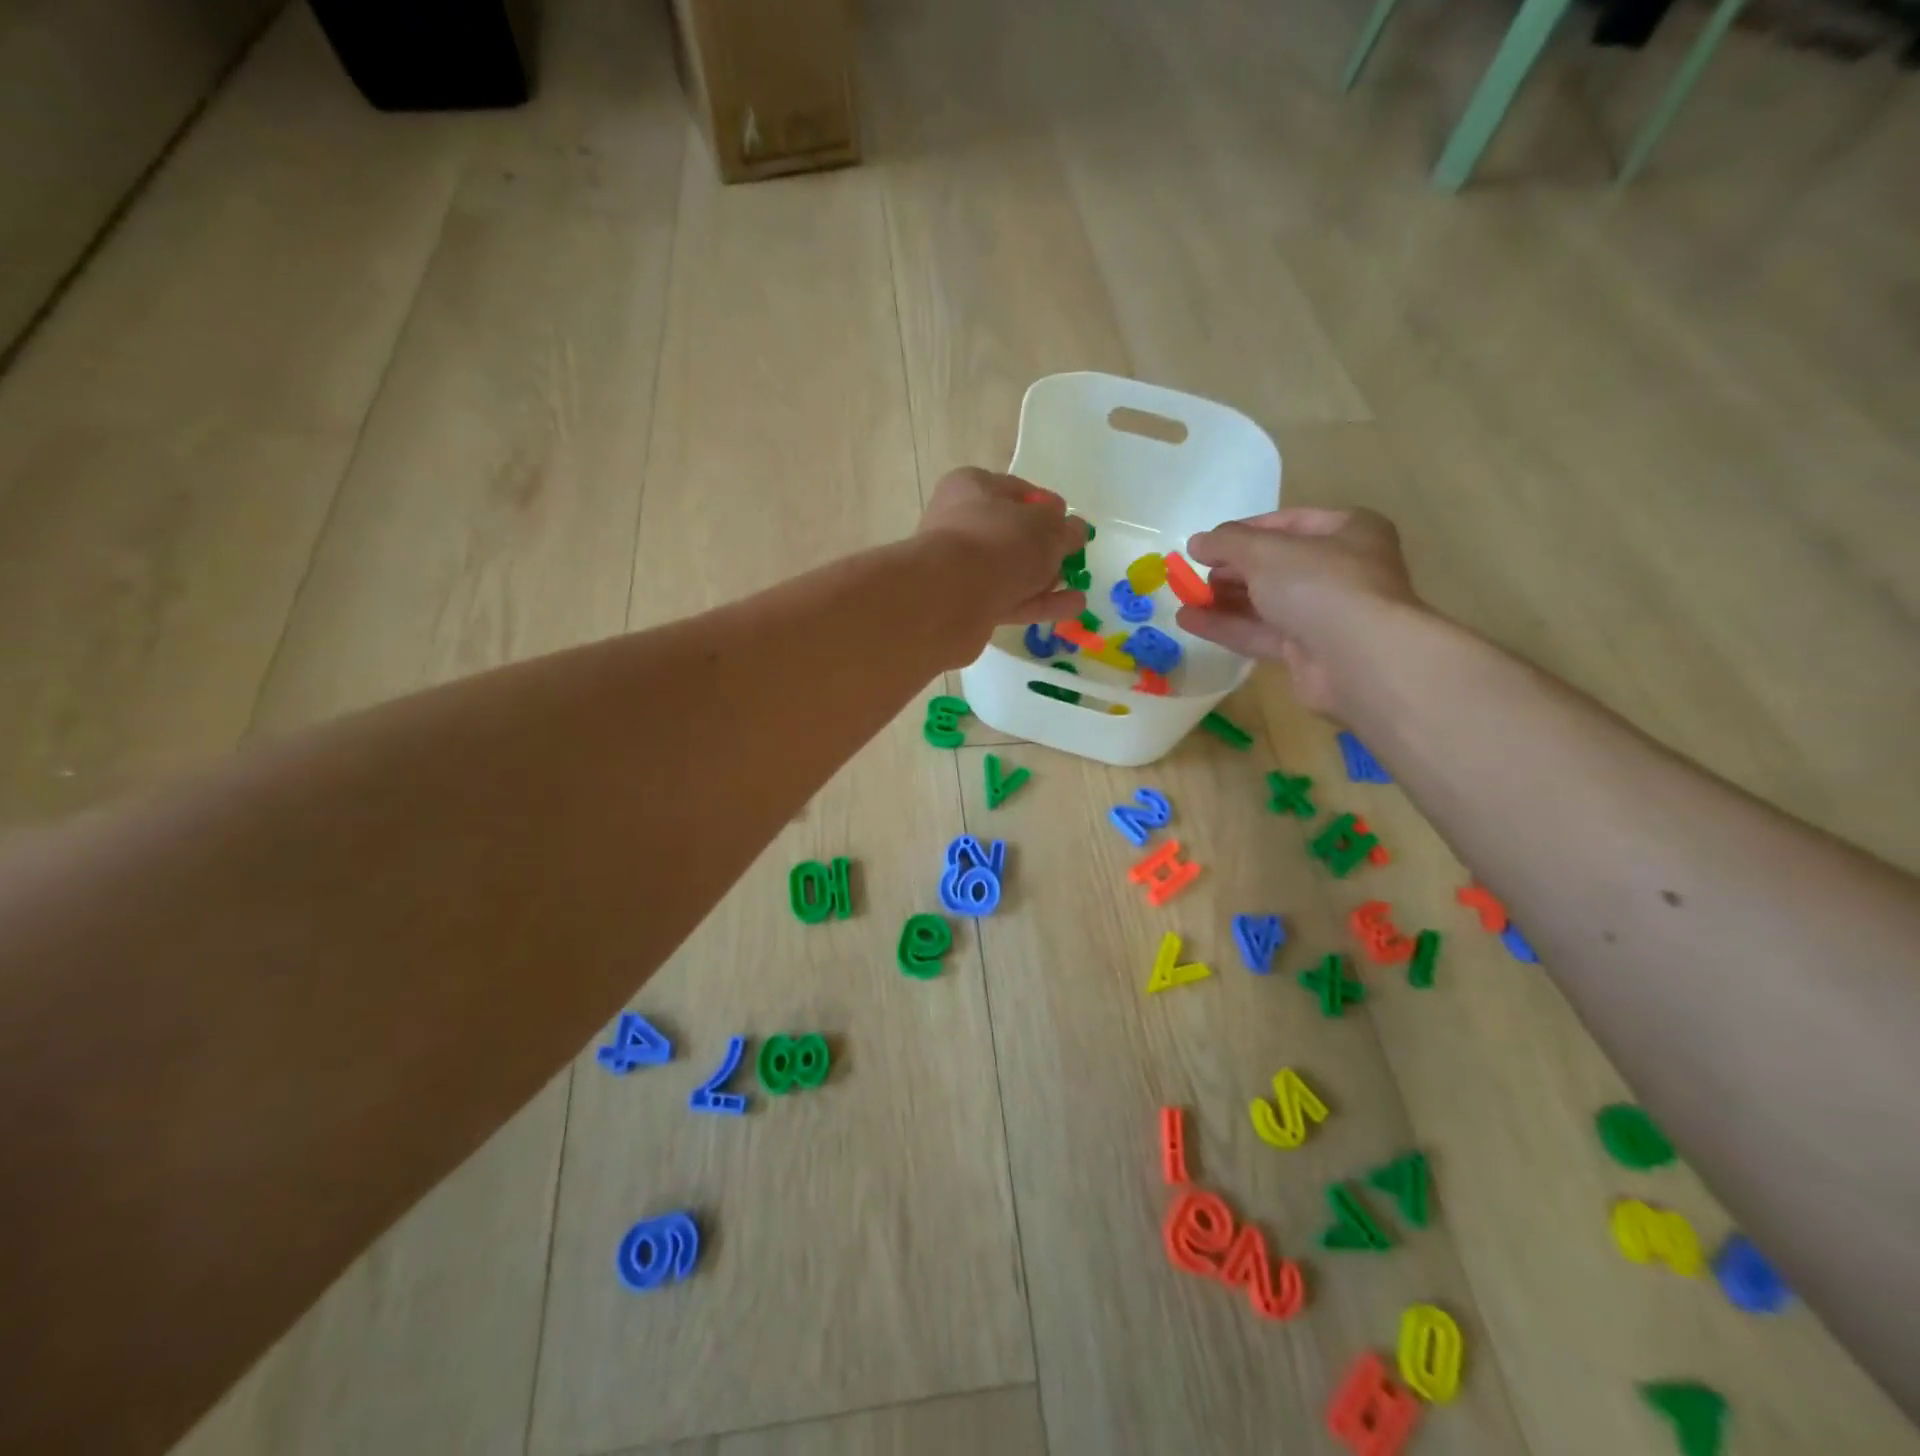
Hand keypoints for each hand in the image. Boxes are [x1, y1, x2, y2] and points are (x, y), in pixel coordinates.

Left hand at [916, 467, 1088, 630]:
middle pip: (1011, 534)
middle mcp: (961, 524)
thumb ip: (1064, 529)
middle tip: (1071, 558)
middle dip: (1043, 547)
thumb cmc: (998, 543)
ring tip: (1079, 588)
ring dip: (1044, 579)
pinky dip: (1039, 603)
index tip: (1069, 521)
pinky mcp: (966, 604)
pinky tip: (1071, 607)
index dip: (1046, 506)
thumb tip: (1074, 530)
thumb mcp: (1044, 528)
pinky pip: (1010, 600)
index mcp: (972, 487)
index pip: (1015, 490)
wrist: (948, 598)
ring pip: (1010, 571)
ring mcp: (961, 568)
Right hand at [1176, 507, 1424, 715]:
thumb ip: (1227, 542)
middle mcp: (1341, 569)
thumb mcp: (1265, 551)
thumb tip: (1197, 542)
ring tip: (1183, 598)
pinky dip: (1227, 626)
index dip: (1242, 531)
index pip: (1286, 523)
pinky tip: (1189, 621)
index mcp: (1347, 531)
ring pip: (1266, 602)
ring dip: (1223, 600)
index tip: (1205, 545)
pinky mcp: (1308, 651)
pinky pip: (1262, 633)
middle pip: (1275, 565)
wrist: (1358, 659)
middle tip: (1193, 574)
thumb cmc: (1318, 585)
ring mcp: (1326, 614)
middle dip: (1231, 570)